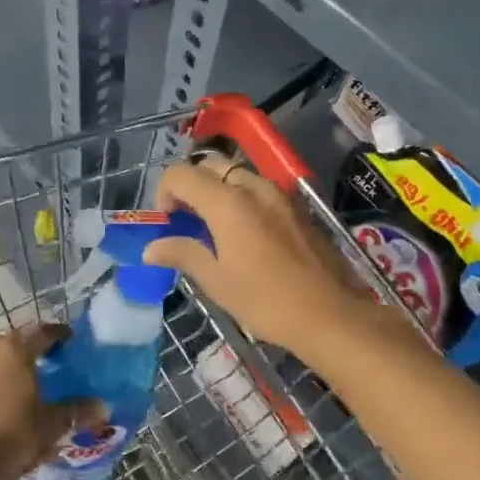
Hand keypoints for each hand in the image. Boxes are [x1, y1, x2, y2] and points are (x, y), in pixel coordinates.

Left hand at [0, 323, 106, 479]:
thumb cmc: (14, 436)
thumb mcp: (53, 424)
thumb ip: (78, 410)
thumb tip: (103, 406)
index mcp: (16, 350)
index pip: (43, 331)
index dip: (60, 335)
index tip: (73, 342)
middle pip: (19, 340)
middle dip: (37, 347)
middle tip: (55, 360)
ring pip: (0, 357)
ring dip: (17, 363)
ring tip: (33, 380)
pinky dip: (1, 379)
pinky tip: (10, 399)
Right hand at [146, 154, 400, 359]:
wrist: (329, 313)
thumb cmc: (265, 300)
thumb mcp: (216, 281)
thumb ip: (183, 254)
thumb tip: (151, 248)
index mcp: (227, 202)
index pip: (182, 174)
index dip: (165, 191)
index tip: (166, 220)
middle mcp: (253, 187)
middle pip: (211, 166)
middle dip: (191, 185)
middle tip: (186, 218)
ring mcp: (279, 195)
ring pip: (238, 175)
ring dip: (218, 189)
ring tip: (213, 225)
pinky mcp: (296, 207)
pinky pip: (259, 189)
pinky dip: (241, 198)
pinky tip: (244, 232)